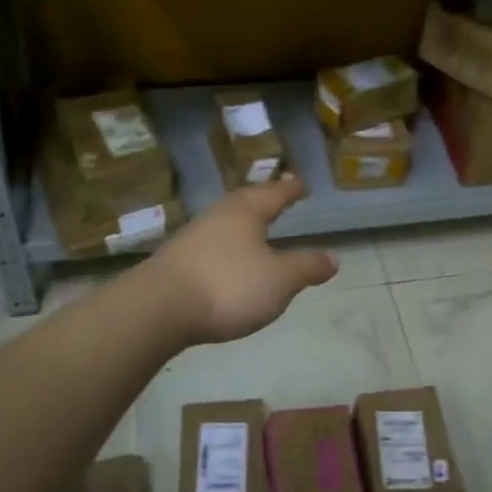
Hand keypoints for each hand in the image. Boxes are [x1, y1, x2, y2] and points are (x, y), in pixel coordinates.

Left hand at [140, 176, 337, 344]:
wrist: (157, 309)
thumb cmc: (228, 286)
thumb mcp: (280, 280)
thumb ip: (306, 267)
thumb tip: (333, 257)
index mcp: (246, 212)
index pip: (274, 194)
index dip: (290, 189)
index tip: (300, 182)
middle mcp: (218, 216)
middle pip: (245, 201)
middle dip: (264, 199)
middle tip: (278, 196)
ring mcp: (193, 237)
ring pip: (225, 221)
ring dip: (242, 222)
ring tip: (254, 226)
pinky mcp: (175, 261)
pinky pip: (210, 243)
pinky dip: (225, 245)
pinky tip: (227, 258)